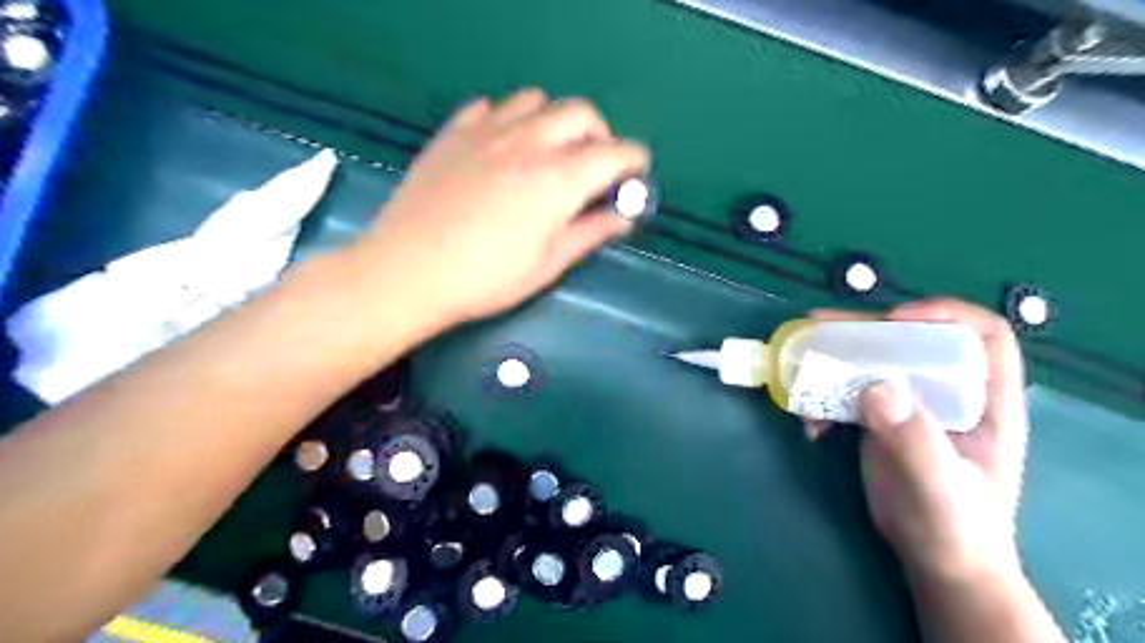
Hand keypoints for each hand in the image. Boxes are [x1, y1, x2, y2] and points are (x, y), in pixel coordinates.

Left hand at [350, 87, 646, 331]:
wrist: (408, 270)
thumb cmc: (487, 278)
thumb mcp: (548, 264)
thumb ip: (591, 232)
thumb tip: (624, 216)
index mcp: (559, 178)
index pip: (616, 152)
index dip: (635, 161)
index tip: (636, 176)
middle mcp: (529, 141)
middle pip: (580, 113)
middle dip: (600, 134)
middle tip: (594, 167)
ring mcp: (488, 130)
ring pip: (537, 101)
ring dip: (555, 122)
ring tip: (548, 154)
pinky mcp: (454, 131)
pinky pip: (491, 107)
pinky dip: (509, 120)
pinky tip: (502, 149)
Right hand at [804, 300, 1029, 584]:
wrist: (935, 559)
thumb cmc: (954, 527)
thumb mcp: (939, 487)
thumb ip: (915, 440)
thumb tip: (875, 387)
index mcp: (985, 401)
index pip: (982, 335)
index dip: (943, 315)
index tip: (895, 322)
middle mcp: (948, 392)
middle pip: (911, 340)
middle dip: (865, 330)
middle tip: (819, 327)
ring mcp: (910, 404)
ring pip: (873, 362)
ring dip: (834, 359)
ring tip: (799, 362)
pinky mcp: (880, 418)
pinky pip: (848, 391)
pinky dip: (823, 398)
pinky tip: (810, 425)